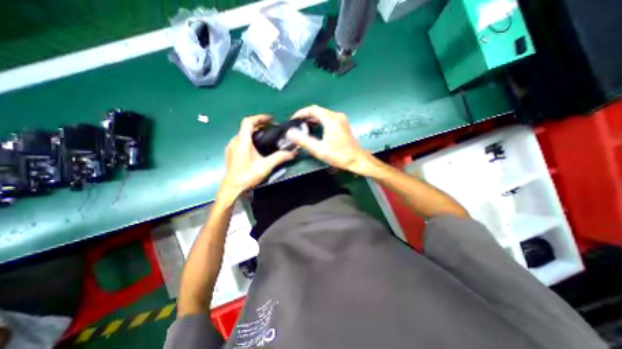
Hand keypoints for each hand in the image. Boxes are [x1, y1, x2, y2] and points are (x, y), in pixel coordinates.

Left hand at [218, 115, 294, 200]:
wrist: (232, 187)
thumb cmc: (248, 175)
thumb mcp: (266, 166)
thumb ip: (279, 157)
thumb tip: (293, 152)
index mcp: (242, 141)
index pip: (248, 122)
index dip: (259, 118)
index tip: (271, 119)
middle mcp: (235, 141)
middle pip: (246, 127)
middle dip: (259, 125)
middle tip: (272, 128)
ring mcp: (231, 147)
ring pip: (243, 134)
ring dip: (254, 132)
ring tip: (266, 136)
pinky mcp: (231, 152)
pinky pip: (241, 140)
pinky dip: (249, 138)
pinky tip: (257, 147)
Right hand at [285, 103, 370, 172]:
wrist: (357, 160)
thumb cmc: (339, 156)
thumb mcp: (320, 150)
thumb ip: (304, 141)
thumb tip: (290, 133)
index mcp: (331, 120)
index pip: (313, 109)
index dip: (301, 113)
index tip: (293, 120)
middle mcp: (336, 116)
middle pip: (317, 110)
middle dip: (305, 116)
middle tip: (296, 125)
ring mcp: (340, 119)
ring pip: (322, 114)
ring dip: (312, 118)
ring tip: (302, 127)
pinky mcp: (342, 123)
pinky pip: (327, 118)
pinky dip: (319, 121)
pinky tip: (314, 128)